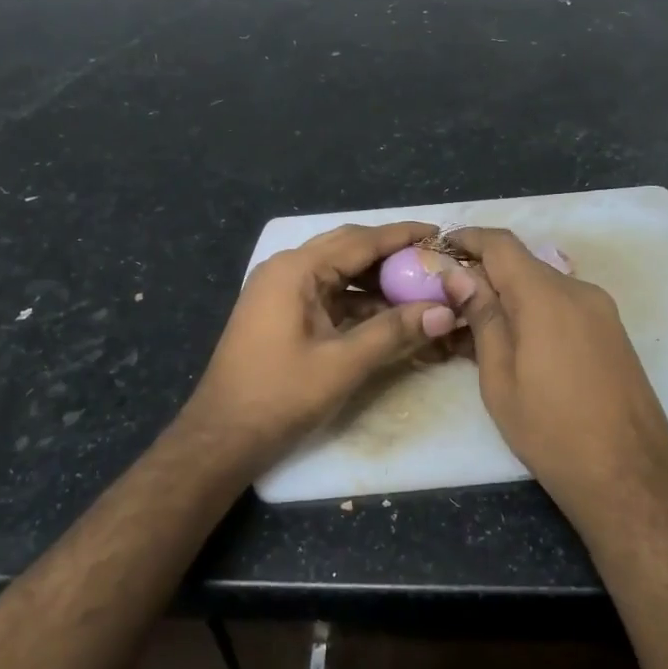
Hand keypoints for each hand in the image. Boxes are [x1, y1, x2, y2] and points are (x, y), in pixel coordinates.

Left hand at [180, 221, 459, 469]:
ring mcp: (280, 290)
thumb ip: (394, 332)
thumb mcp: (343, 363)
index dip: (402, 236)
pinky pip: (326, 292)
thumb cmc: (280, 395)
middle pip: (347, 248)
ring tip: (418, 286)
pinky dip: (357, 298)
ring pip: (337, 271)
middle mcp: (286, 269)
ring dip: (375, 278)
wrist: (222, 436)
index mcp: (296, 270)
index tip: (439, 233)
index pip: (360, 241)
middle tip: (432, 259)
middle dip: (390, 253)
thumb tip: (445, 312)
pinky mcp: (280, 312)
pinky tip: (387, 312)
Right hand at [442, 227, 667, 532]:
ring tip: (478, 326)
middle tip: (451, 298)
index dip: (469, 238)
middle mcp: (579, 291)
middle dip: (485, 273)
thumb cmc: (551, 432)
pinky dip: (536, 311)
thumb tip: (460, 276)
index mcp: (547, 297)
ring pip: (545, 286)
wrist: (630, 479)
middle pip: (523, 264)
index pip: (502, 244)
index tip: (441, 245)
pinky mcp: (614, 333)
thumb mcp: (500, 378)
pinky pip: (565, 306)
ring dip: (510, 294)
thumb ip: (483, 318)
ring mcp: (603, 312)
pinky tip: (517, 342)